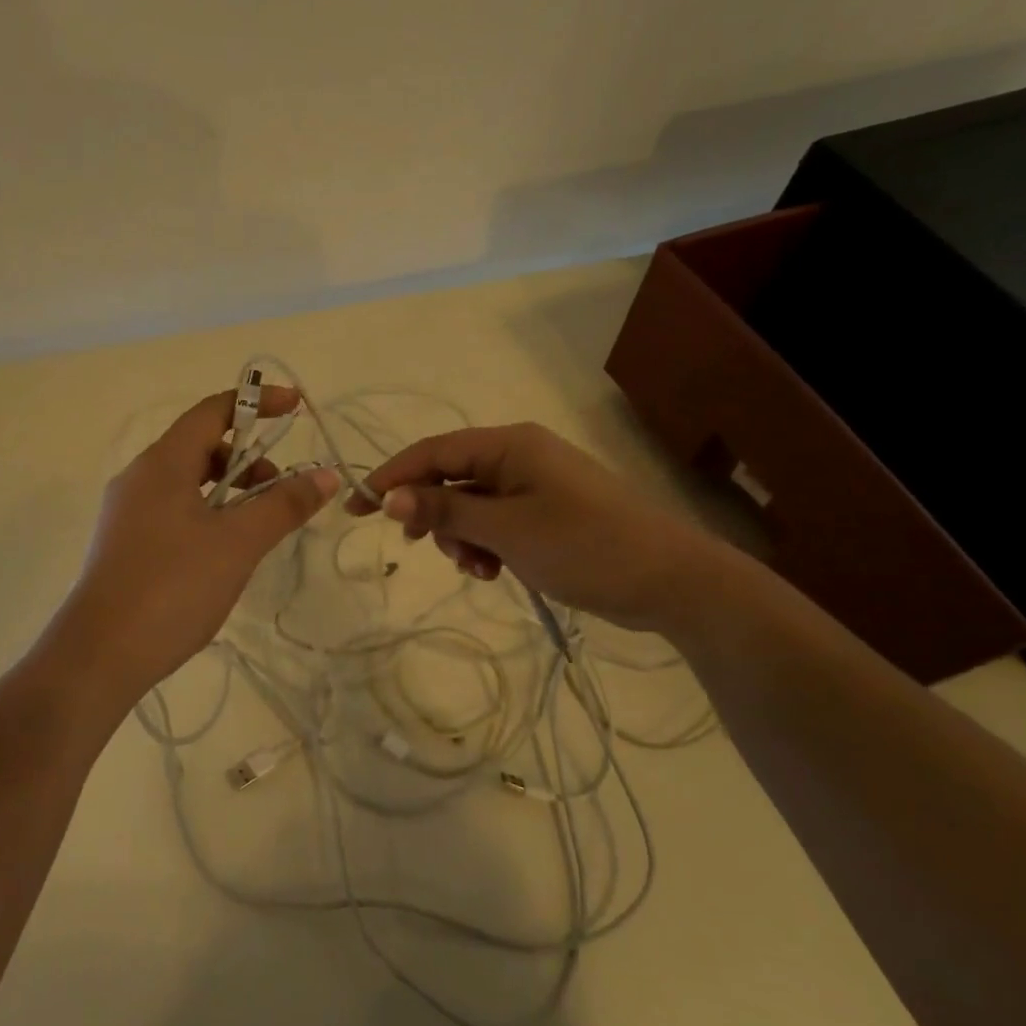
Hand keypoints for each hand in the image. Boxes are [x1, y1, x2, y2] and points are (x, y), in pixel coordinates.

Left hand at [50, 388, 338, 698]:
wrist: (99, 655)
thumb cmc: (172, 587)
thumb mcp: (238, 544)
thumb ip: (283, 505)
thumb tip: (326, 475)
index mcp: (162, 463)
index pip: (212, 411)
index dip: (257, 404)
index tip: (298, 409)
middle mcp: (140, 478)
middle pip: (200, 446)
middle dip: (248, 458)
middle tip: (281, 490)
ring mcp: (128, 512)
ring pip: (187, 482)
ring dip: (229, 491)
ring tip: (258, 527)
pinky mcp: (125, 544)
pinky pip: (174, 511)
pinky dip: (208, 514)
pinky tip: (225, 553)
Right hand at [346, 423, 728, 632]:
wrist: (671, 580)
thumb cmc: (584, 545)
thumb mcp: (506, 530)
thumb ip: (445, 512)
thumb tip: (389, 499)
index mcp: (508, 445)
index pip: (432, 452)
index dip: (390, 478)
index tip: (354, 508)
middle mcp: (518, 456)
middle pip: (450, 478)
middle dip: (432, 515)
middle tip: (422, 549)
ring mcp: (535, 484)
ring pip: (472, 505)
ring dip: (461, 537)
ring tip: (479, 569)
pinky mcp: (547, 512)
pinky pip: (497, 522)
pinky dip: (486, 545)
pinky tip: (496, 572)